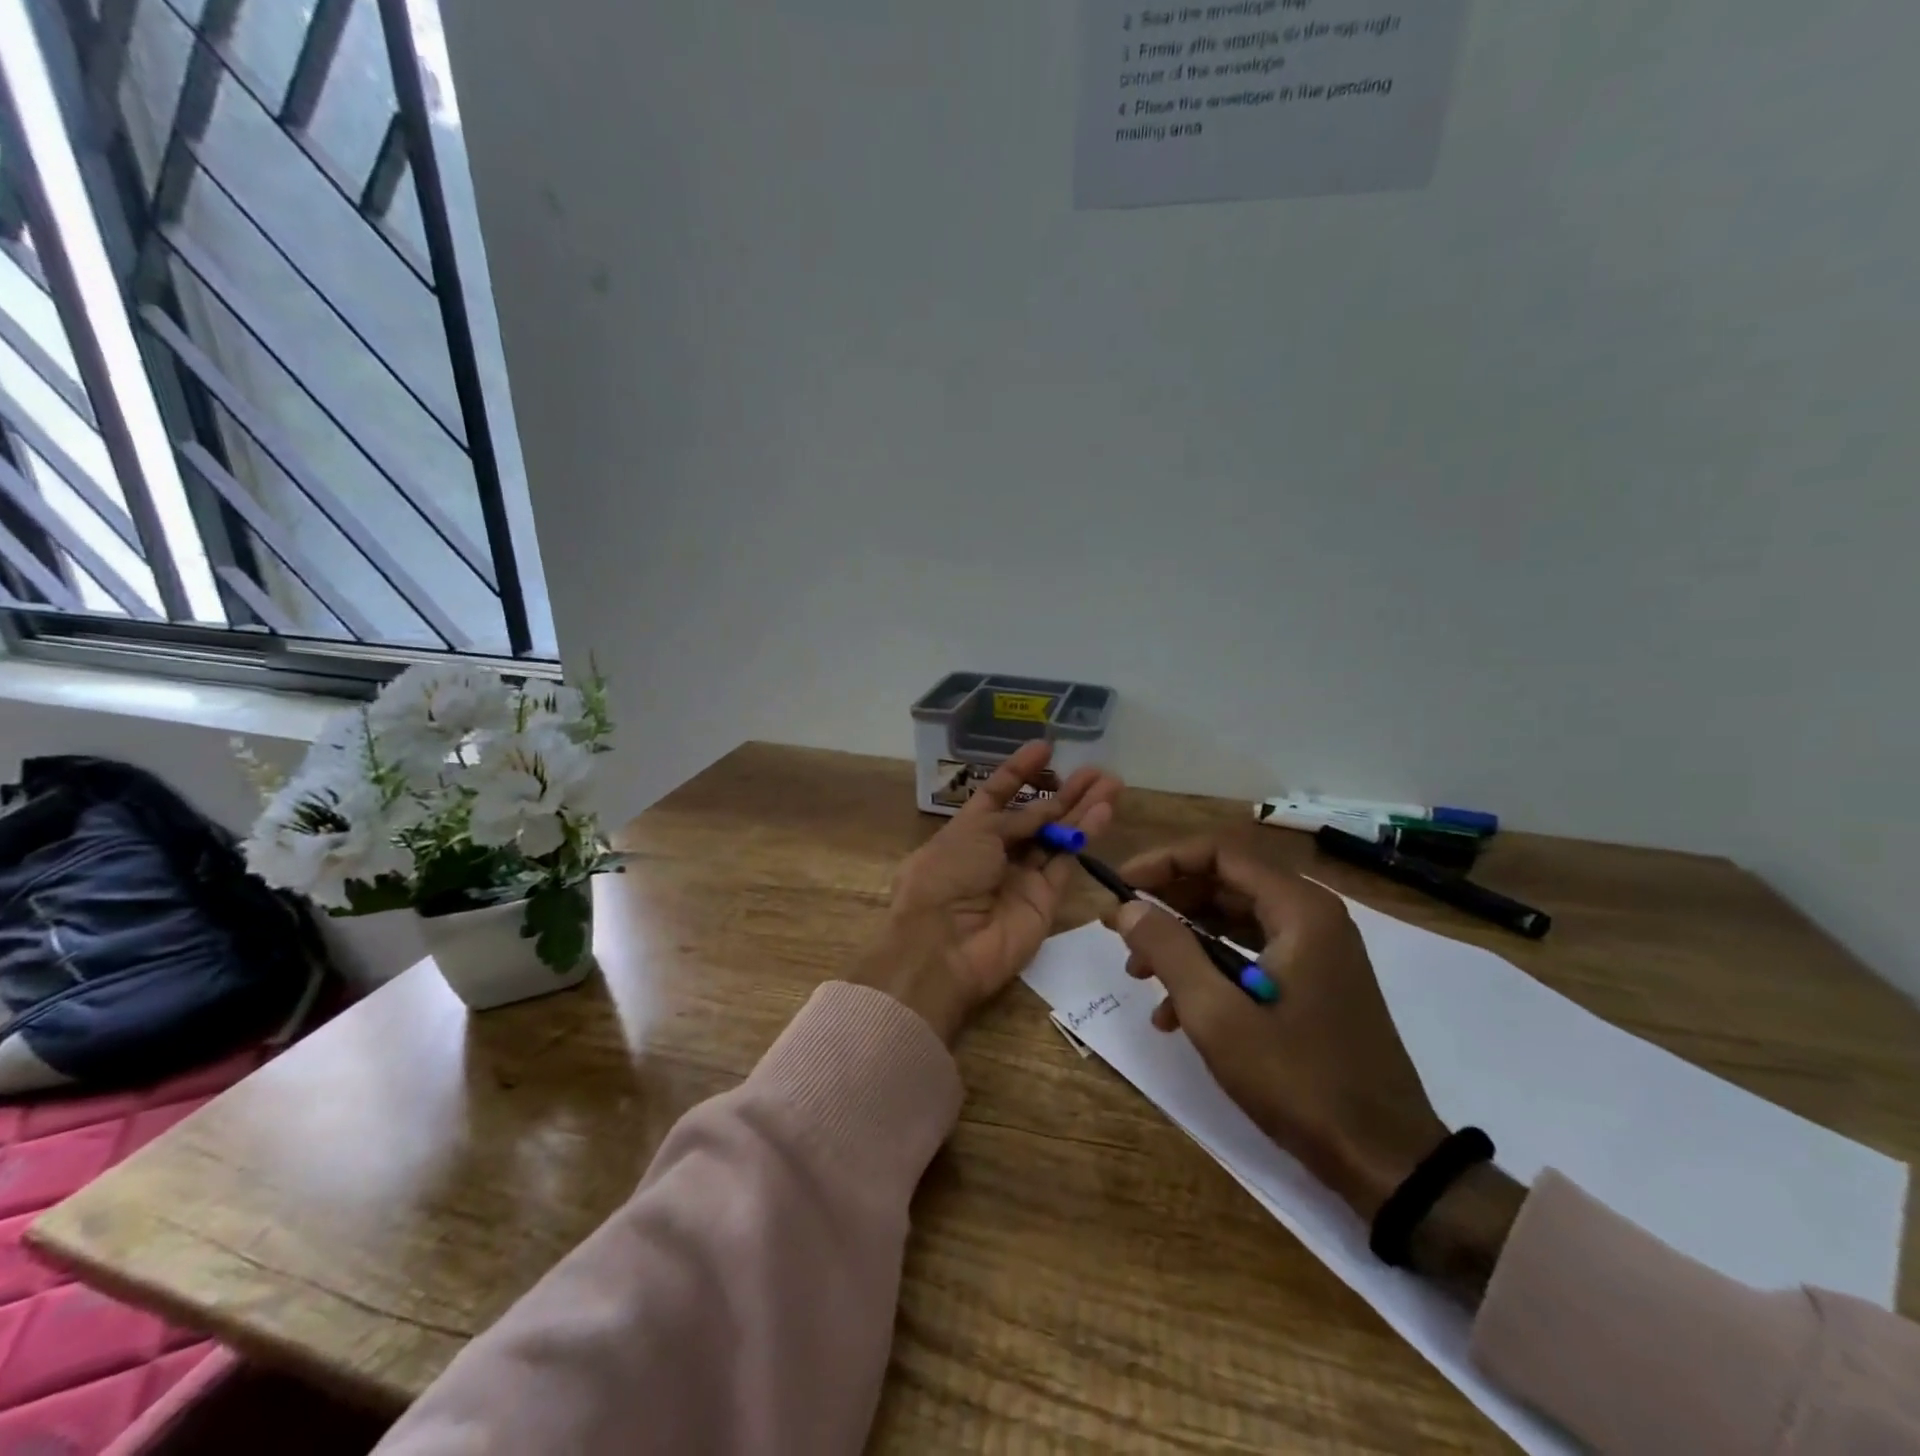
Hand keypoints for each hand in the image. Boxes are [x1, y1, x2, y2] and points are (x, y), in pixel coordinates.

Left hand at [855, 742, 1121, 1044]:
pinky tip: (1104, 811)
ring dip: (1082, 809)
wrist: (944, 946)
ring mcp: (1021, 877)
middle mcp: (995, 852)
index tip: (1045, 747)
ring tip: (1110, 782)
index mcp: (966, 831)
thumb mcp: (974, 832)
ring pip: (1057, 836)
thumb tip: (1044, 809)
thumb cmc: (946, 876)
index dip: (1020, 771)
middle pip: (1035, 815)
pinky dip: (1084, 837)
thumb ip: (1015, 818)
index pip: (997, 793)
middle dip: (1063, 791)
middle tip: (1095, 770)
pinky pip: (1067, 862)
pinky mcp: (1045, 900)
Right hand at [1104, 834, 1445, 1220]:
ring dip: (1181, 940)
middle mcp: (1311, 917)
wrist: (1385, 1161)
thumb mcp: (1217, 1016)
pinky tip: (1173, 1015)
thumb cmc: (1299, 1080)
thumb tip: (1127, 907)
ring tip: (1138, 973)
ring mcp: (1316, 951)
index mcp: (1299, 910)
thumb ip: (1168, 950)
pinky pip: (1249, 956)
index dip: (1162, 863)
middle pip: (1224, 884)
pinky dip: (1208, 971)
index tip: (1120, 888)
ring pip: (1232, 921)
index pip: (1219, 853)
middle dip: (1167, 904)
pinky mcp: (1312, 983)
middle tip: (1119, 929)